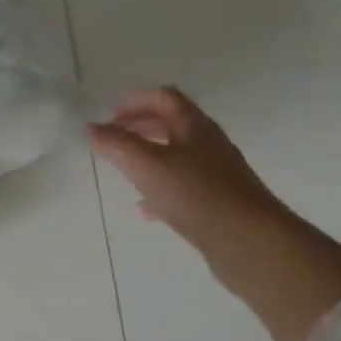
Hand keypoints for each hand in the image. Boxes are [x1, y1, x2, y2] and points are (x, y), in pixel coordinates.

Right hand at [87, 87, 287, 255]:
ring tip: (123, 171)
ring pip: (176, 157)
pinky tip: (145, 209)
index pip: (164, 98)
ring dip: (148, 158)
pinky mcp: (217, 203)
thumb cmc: (196, 194)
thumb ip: (116, 144)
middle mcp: (209, 145)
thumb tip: (91, 128)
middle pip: (171, 125)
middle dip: (139, 127)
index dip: (135, 101)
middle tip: (112, 139)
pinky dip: (159, 190)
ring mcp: (216, 175)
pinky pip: (183, 187)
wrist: (249, 241)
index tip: (108, 115)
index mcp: (194, 127)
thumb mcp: (146, 165)